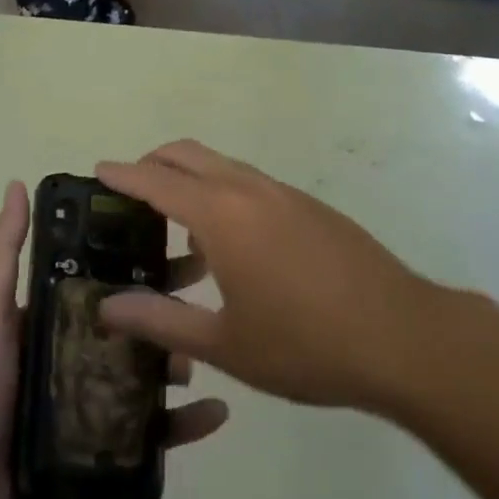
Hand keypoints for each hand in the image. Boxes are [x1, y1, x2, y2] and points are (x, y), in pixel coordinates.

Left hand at [0, 180, 229, 498]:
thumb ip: (4, 248)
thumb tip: (17, 183)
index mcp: (60, 314)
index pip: (110, 279)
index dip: (142, 262)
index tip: (178, 243)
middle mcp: (82, 350)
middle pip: (138, 323)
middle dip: (171, 310)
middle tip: (207, 297)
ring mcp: (96, 400)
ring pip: (151, 374)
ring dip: (182, 360)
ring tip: (206, 354)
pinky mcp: (105, 446)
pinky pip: (153, 433)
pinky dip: (185, 424)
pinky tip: (216, 414)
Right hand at [97, 141, 442, 413]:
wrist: (403, 336)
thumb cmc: (306, 344)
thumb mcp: (225, 344)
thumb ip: (161, 321)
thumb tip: (106, 305)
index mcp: (221, 214)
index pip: (156, 180)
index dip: (122, 175)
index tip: (96, 171)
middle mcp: (248, 188)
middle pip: (187, 153)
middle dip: (153, 163)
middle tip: (130, 194)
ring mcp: (283, 192)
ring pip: (221, 164)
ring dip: (190, 176)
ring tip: (176, 224)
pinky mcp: (309, 205)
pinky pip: (249, 182)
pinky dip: (222, 191)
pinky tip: (231, 244)